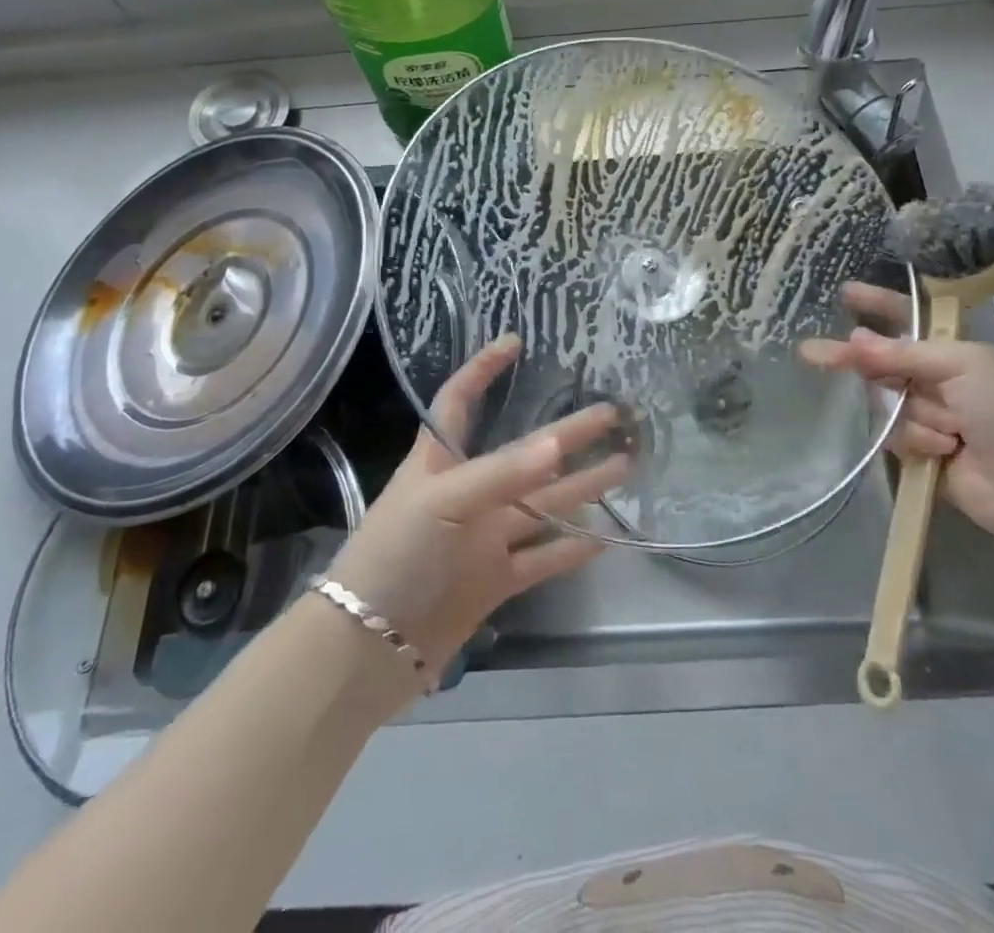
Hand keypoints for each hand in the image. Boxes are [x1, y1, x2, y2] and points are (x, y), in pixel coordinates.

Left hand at [327, 335, 628, 686]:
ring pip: (542, 503)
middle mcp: (466, 493)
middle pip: (524, 453)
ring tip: (625, 467)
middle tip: (613, 415)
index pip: (458, 401)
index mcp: (439, 462)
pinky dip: (570, 549)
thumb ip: (500, 475)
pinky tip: (605, 537)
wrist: (368, 649)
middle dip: (566, 433)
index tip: (514, 343)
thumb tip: (557, 445)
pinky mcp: (493, 579)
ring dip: (582, 487)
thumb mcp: (440, 504)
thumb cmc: (394, 555)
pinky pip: (541, 558)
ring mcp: (482, 538)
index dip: (482, 370)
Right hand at [802, 289, 993, 540]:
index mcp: (950, 350)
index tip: (845, 293)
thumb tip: (855, 339)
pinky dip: (915, 441)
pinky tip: (943, 451)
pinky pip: (891, 434)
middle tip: (812, 354)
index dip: (877, 305)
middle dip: (853, 360)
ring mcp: (924, 412)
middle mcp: (932, 377)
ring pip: (884, 401)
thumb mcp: (964, 366)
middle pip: (879, 360)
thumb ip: (905, 353)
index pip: (906, 318)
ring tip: (951, 433)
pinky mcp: (916, 446)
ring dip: (914, 416)